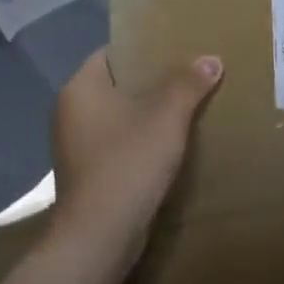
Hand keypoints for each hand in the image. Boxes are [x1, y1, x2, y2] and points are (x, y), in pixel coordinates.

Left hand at [49, 49, 222, 264]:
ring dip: (151, 112)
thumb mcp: (166, 118)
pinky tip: (173, 143)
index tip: (177, 47)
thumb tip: (211, 59)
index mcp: (81, 90)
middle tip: (192, 74)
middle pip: (118, 84)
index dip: (143, 47)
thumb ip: (188, 84)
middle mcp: (72, 113)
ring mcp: (78, 145)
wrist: (100, 236)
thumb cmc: (128, 164)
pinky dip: (144, 138)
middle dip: (153, 80)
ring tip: (190, 106)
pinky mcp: (90, 173)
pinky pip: (121, 142)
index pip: (111, 53)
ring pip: (121, 115)